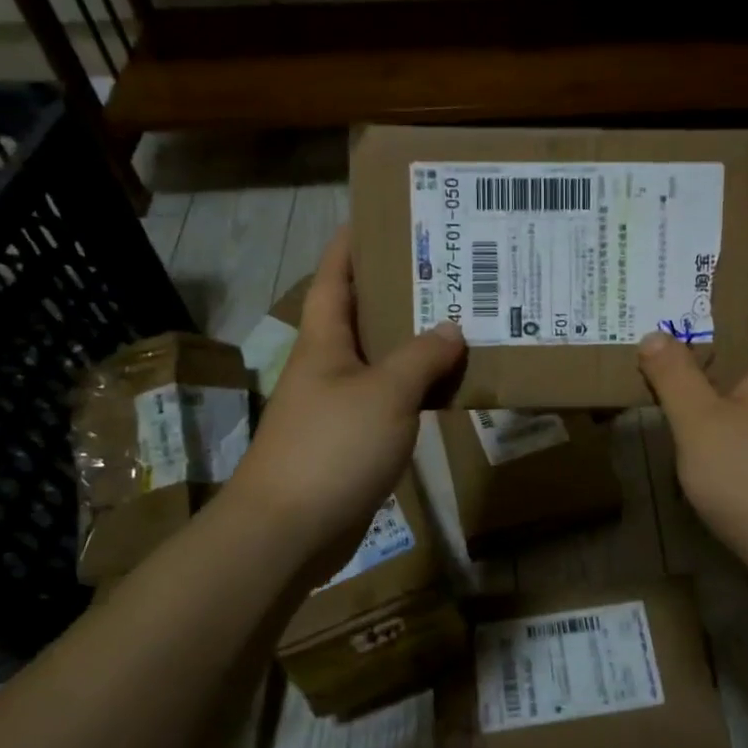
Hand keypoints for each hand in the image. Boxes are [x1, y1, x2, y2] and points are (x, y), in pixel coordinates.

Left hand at [223, 226, 464, 577]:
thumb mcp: (385, 393)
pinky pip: (390, 401)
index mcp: (325, 341)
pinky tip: (447, 386)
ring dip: (413, 343)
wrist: (288, 531)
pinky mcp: (351, 441)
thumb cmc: (331, 447)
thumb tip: (451, 327)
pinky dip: (416, 389)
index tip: (380, 216)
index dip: (351, 244)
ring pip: (381, 361)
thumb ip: (420, 357)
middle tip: (446, 268)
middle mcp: (328, 366)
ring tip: (459, 319)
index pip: (334, 277)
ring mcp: (338, 405)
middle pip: (362, 315)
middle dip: (398, 289)